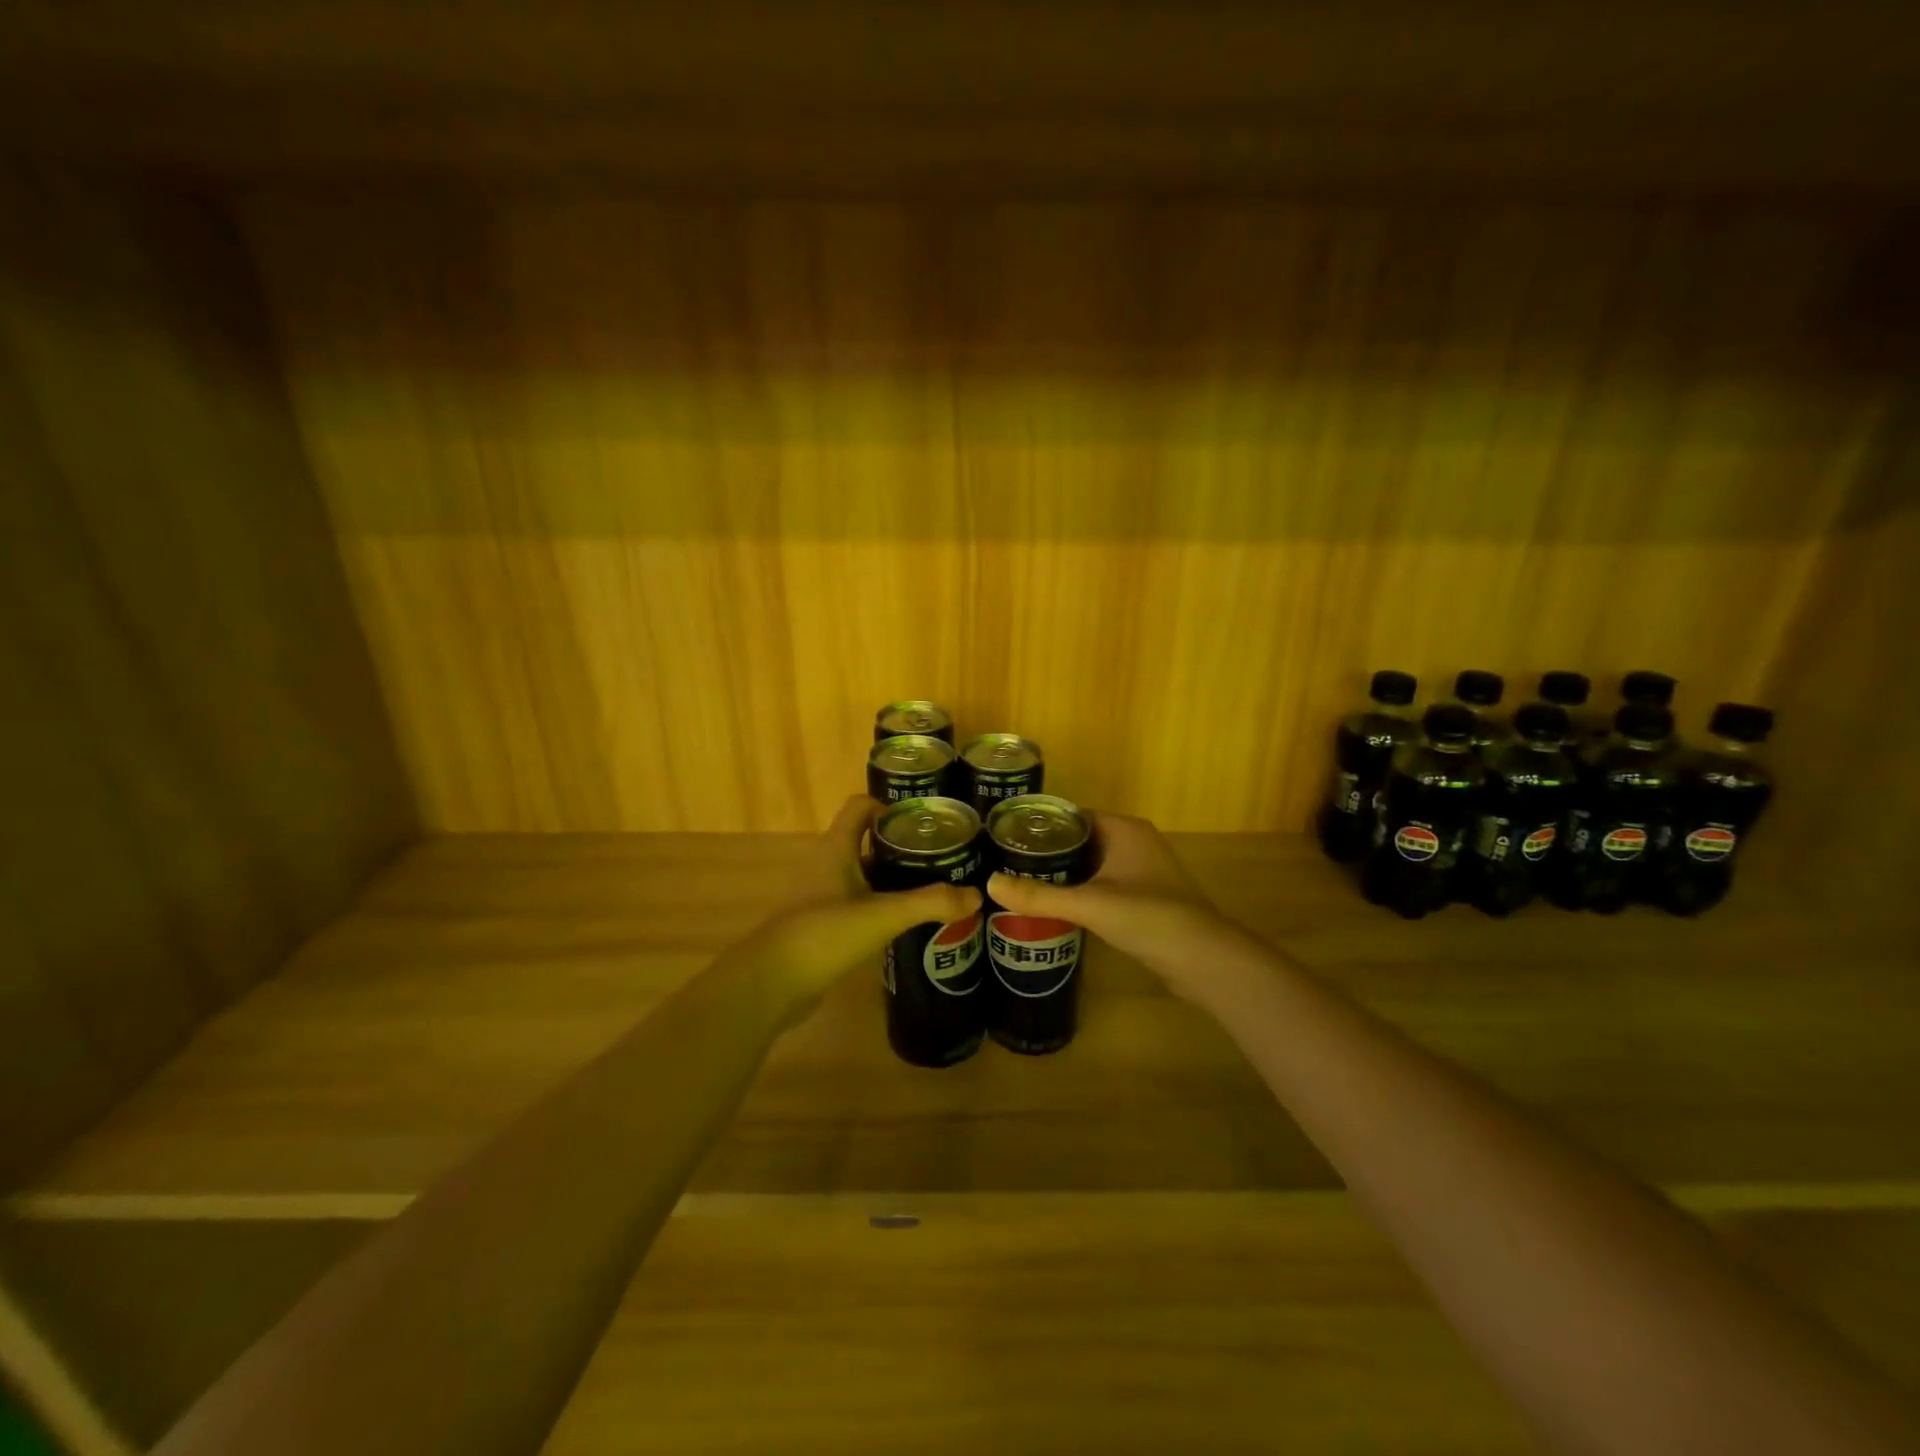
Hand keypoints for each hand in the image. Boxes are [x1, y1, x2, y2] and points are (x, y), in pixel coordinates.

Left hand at [746, 795, 981, 1019]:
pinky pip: (860, 906)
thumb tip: (976, 894)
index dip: (891, 807)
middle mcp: (828, 865)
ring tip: (936, 889)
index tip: (926, 822)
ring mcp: (824, 897)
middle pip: (868, 842)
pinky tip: (909, 925)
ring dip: (896, 880)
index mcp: (836, 848)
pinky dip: (883, 908)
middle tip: (943, 858)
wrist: (771, 984)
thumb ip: (929, 903)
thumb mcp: (882, 914)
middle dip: (904, 847)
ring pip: (866, 876)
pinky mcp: (825, 927)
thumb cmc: (823, 934)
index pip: (861, 807)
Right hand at [985, 812, 1236, 1000]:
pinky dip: (1080, 892)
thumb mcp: (1089, 904)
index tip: (1005, 836)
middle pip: (1080, 840)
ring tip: (1021, 883)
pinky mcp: (1144, 898)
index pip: (1072, 815)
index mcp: (1124, 829)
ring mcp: (1142, 871)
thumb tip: (989, 884)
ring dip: (1063, 873)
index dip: (1040, 824)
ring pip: (1092, 865)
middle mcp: (1134, 842)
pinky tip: (1054, 906)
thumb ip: (1039, 896)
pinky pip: (1103, 886)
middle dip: (1047, 851)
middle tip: (1005, 862)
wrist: (1203, 960)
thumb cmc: (1148, 917)